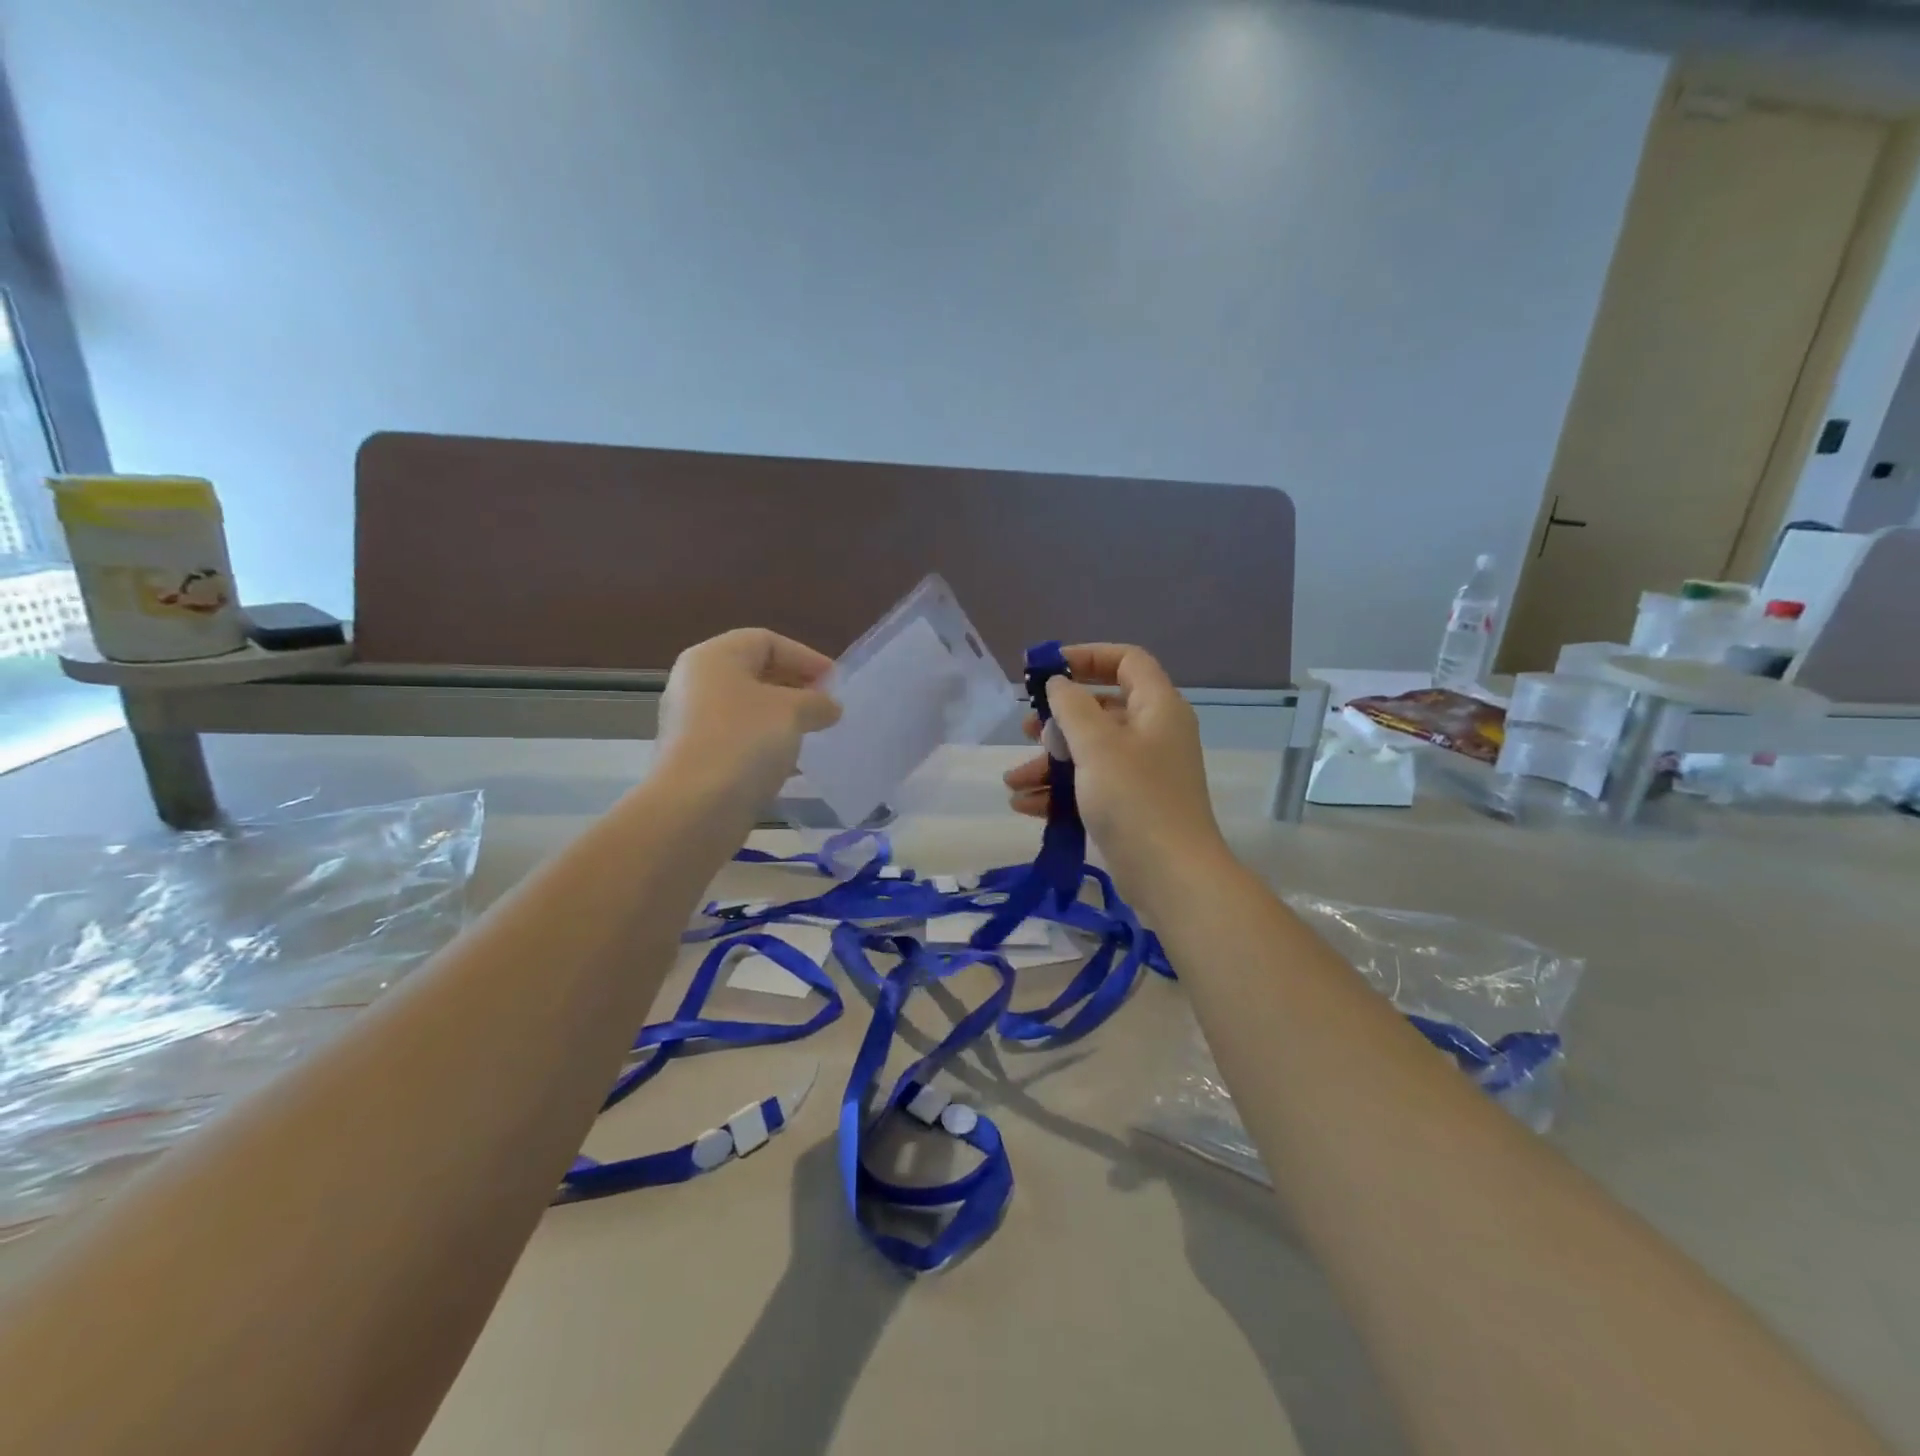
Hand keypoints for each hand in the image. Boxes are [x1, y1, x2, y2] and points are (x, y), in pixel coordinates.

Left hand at [657, 629, 841, 807]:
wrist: (695, 807)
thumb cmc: (745, 742)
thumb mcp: (792, 712)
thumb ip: (817, 702)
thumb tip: (830, 706)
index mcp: (714, 657)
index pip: (766, 641)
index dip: (805, 657)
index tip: (835, 682)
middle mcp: (695, 682)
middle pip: (753, 672)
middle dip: (795, 686)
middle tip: (826, 706)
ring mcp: (690, 721)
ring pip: (746, 708)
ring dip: (781, 717)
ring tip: (813, 733)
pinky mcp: (693, 756)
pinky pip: (736, 737)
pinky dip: (764, 742)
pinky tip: (788, 761)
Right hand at [1003, 644, 1225, 894]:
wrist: (1171, 875)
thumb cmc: (1134, 798)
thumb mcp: (1097, 745)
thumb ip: (1072, 707)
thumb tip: (1058, 684)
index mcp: (1157, 707)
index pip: (1127, 660)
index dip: (1088, 657)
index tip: (1049, 670)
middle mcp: (1153, 733)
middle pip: (1101, 708)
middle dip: (1058, 720)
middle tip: (1027, 730)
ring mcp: (1143, 772)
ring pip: (1090, 751)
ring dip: (1050, 762)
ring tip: (1014, 781)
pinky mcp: (1132, 804)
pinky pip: (1091, 784)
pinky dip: (1061, 791)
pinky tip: (1025, 805)